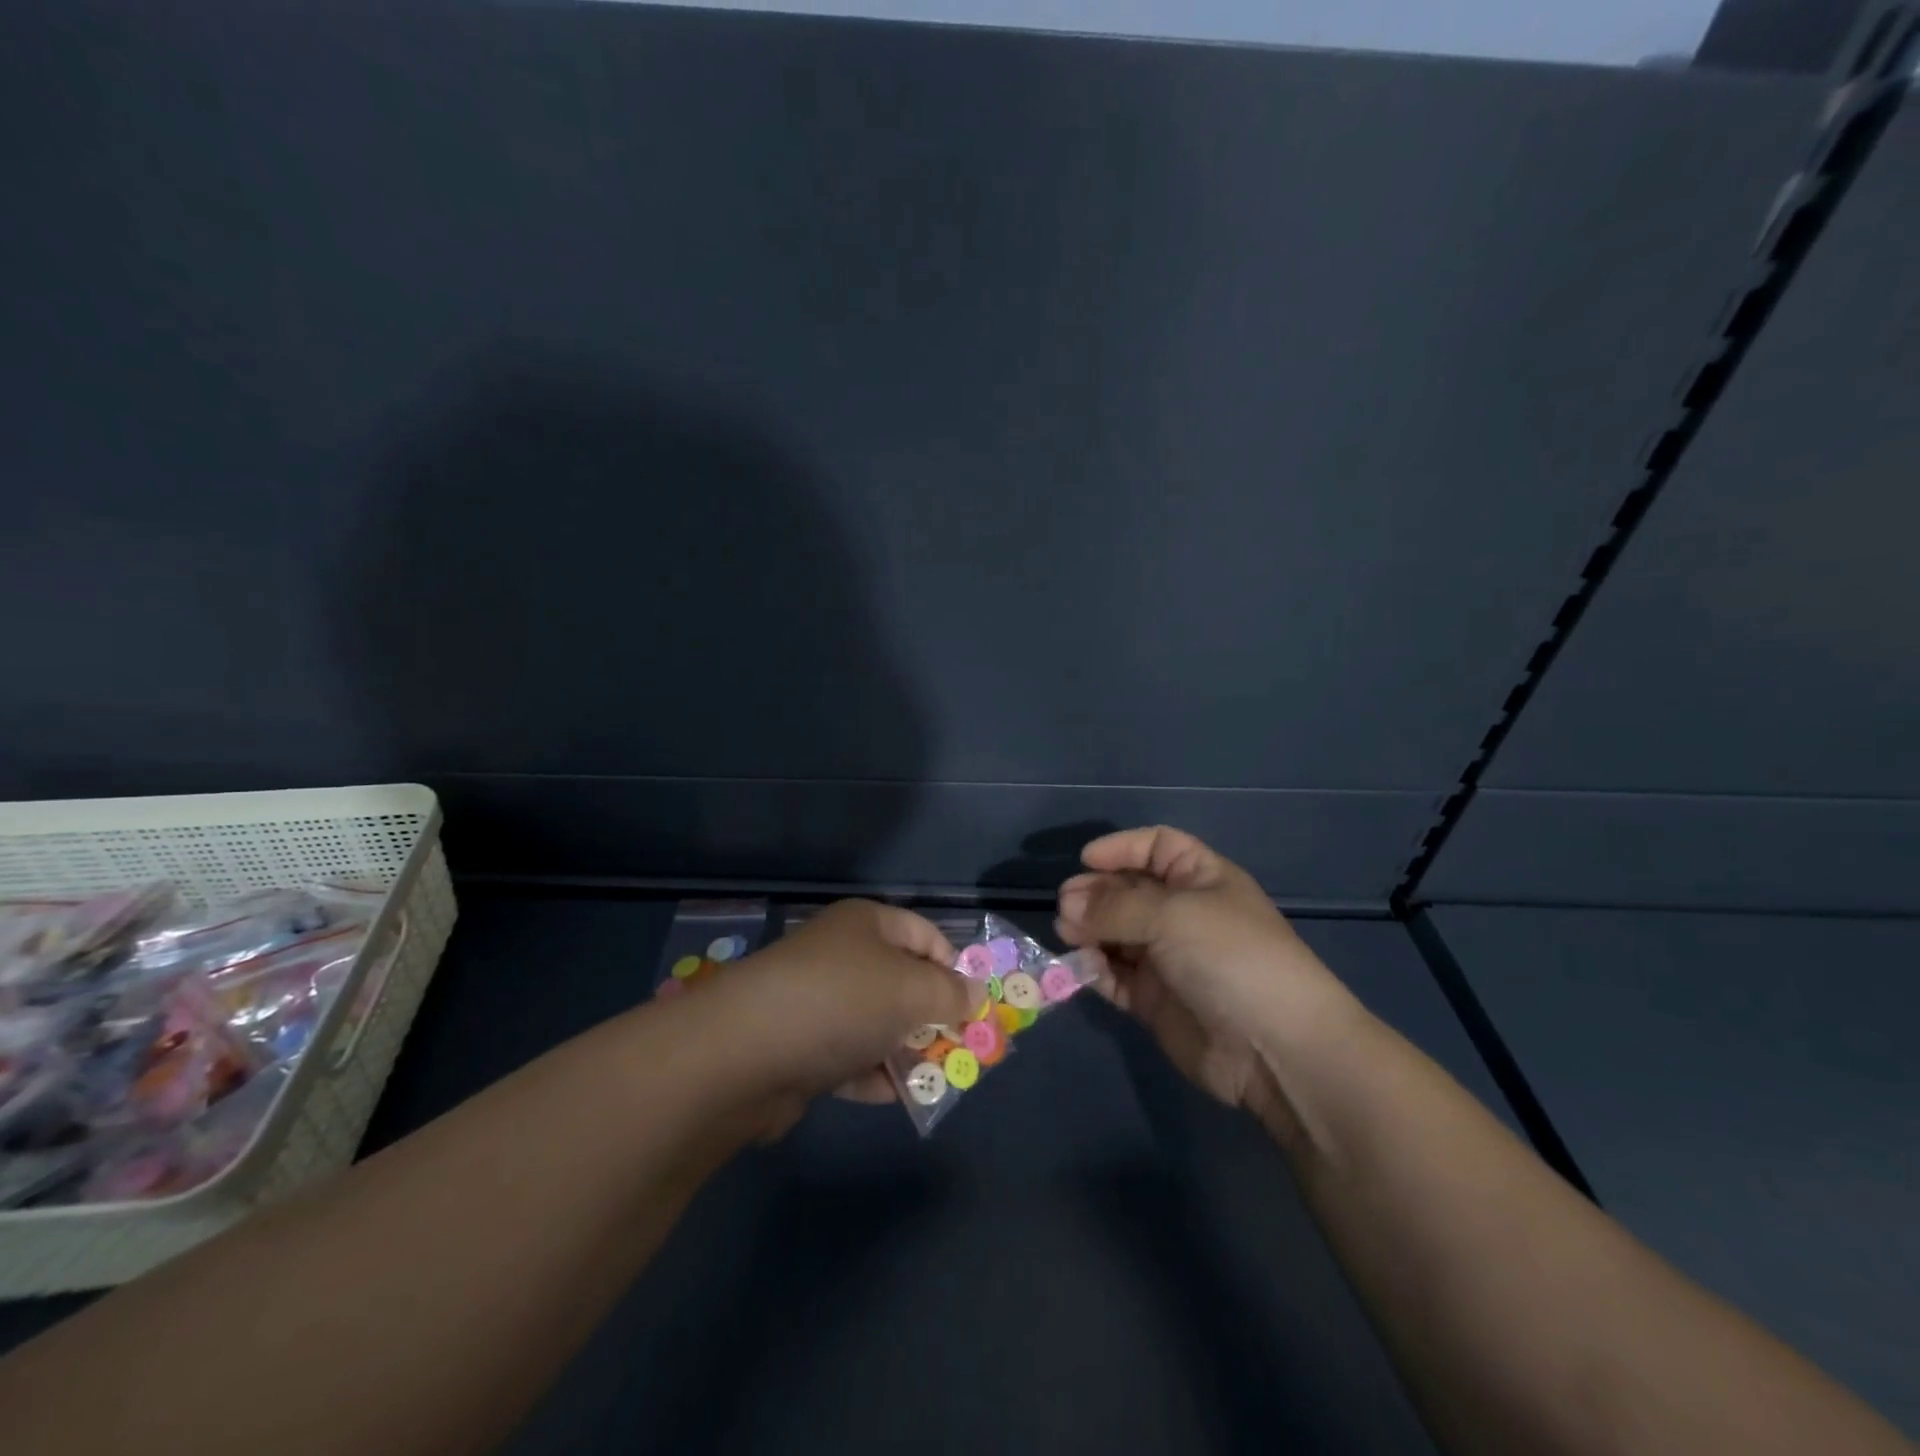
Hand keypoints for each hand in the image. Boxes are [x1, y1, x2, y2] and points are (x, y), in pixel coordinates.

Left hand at [714, 900, 975, 1122]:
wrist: (745, 1053)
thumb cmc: (841, 1001)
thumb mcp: (911, 991)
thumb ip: (950, 994)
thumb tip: (975, 995)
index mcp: (866, 924)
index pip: (924, 934)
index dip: (953, 966)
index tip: (974, 1005)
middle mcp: (841, 955)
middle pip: (900, 980)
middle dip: (932, 1014)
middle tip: (961, 1047)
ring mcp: (817, 1001)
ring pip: (875, 1022)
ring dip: (905, 1050)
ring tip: (936, 1078)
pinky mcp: (799, 1045)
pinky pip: (847, 1055)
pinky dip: (872, 1074)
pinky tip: (894, 1096)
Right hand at [1055, 827, 1361, 1122]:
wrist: (1275, 1048)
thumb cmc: (1230, 958)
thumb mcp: (1173, 915)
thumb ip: (1114, 907)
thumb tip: (1069, 906)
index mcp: (1202, 879)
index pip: (1157, 847)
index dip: (1122, 848)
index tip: (1086, 860)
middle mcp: (1183, 914)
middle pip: (1129, 890)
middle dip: (1096, 892)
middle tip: (1066, 906)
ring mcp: (1168, 958)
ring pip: (1116, 933)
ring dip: (1089, 929)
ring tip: (1067, 933)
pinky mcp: (1154, 1000)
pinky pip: (1116, 975)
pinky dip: (1096, 968)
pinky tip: (1082, 966)